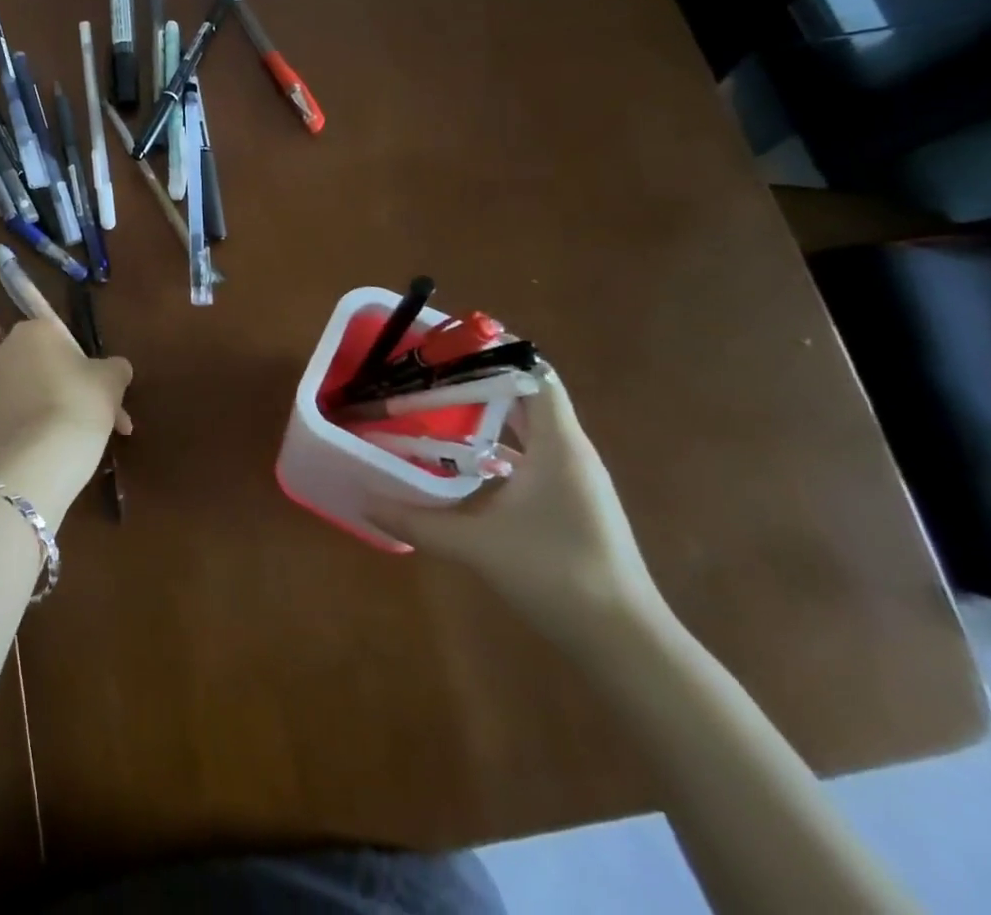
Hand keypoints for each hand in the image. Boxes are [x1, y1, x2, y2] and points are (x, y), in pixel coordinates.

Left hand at [0, 322, 131, 519]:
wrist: (44, 455)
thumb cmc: (82, 402)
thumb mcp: (113, 378)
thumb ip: (116, 367)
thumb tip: (117, 369)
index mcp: (34, 331)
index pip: (61, 340)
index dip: (84, 366)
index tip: (102, 391)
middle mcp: (3, 353)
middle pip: (42, 367)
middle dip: (67, 389)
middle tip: (95, 417)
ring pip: (26, 395)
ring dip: (48, 410)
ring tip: (75, 442)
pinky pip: (10, 421)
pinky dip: (28, 432)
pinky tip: (48, 451)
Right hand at [366, 369, 661, 640]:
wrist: (626, 644)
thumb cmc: (556, 575)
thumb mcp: (476, 545)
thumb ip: (416, 521)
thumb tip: (365, 501)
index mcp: (558, 443)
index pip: (535, 373)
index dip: (496, 352)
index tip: (448, 347)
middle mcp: (569, 451)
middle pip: (526, 396)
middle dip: (478, 382)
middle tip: (427, 376)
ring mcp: (572, 479)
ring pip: (526, 429)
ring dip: (484, 417)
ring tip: (433, 410)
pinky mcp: (569, 503)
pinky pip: (529, 457)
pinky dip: (495, 449)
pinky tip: (459, 463)